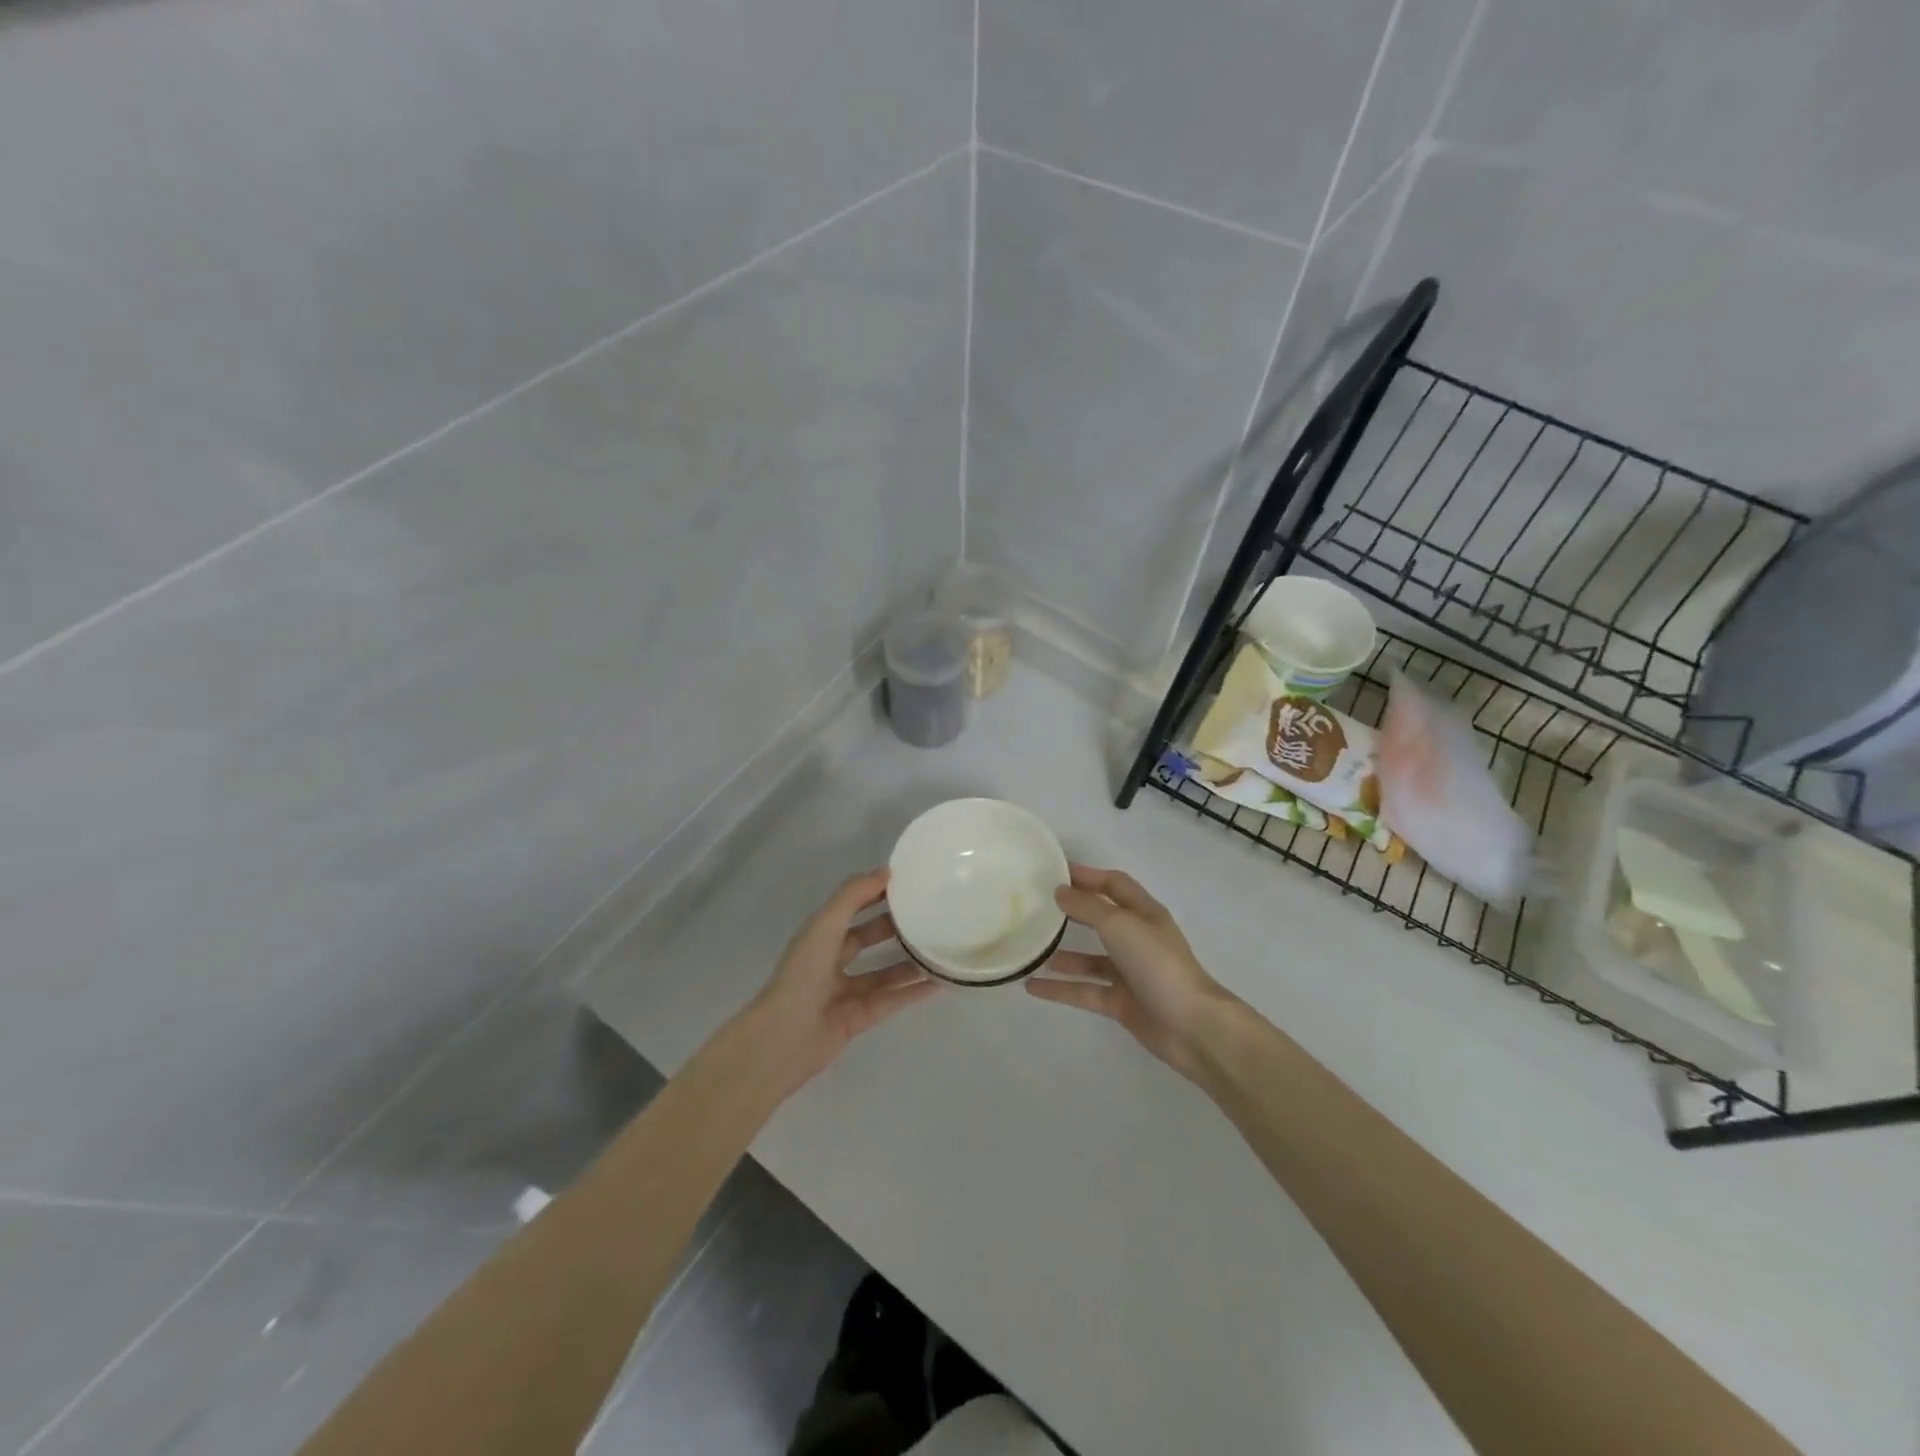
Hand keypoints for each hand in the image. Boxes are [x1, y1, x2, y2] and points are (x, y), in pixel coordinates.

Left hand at [743, 869, 940, 1094]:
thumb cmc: (802, 974)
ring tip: (939, 948)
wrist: (785, 1037)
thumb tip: (886, 872)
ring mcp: (846, 992)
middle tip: (929, 915)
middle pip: (868, 939)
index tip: (908, 883)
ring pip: (884, 973)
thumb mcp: (825, 925)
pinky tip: (939, 982)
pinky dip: (913, 992)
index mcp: (819, 937)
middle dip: (894, 927)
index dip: (874, 894)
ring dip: (909, 962)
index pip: (851, 909)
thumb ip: (853, 896)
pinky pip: (891, 1000)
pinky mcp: (859, 1019)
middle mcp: (831, 962)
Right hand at [1026, 864, 1235, 1080]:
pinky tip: (1031, 987)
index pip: (1114, 884)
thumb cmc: (1158, 964)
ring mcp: (1130, 973)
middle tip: (1037, 906)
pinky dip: (1060, 989)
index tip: (1054, 871)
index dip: (1087, 875)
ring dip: (1062, 955)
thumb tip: (1060, 892)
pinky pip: (1085, 991)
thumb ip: (1088, 907)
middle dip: (1072, 911)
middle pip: (1101, 919)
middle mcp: (1137, 939)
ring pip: (1089, 959)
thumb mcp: (1120, 926)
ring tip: (1030, 950)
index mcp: (1144, 914)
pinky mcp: (1121, 1003)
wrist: (1191, 1026)